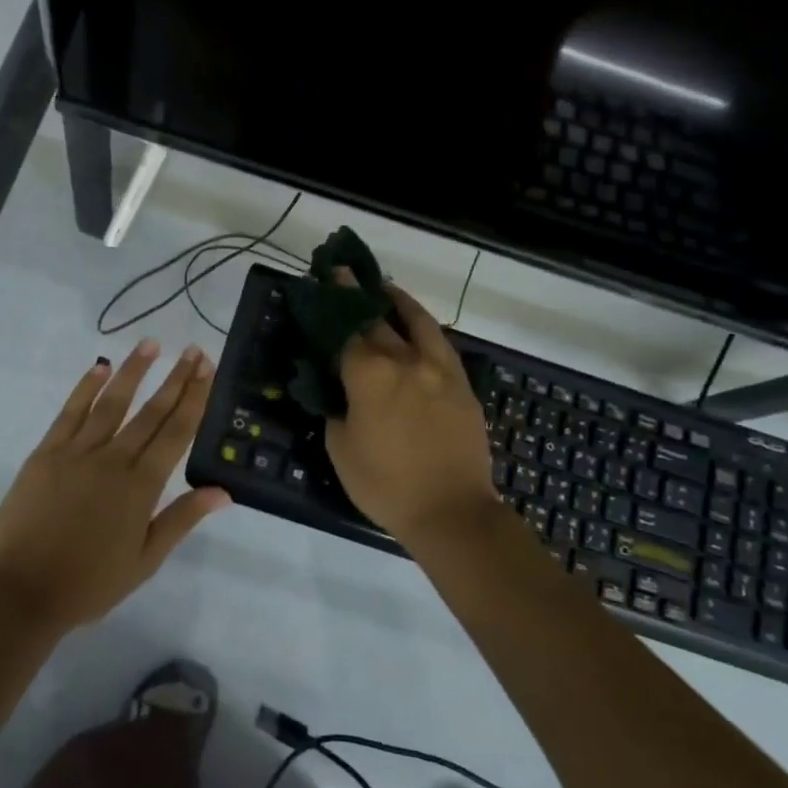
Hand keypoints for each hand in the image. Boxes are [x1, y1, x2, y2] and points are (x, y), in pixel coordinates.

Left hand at [0, 339, 230, 637]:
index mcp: (141, 486)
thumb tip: (223, 491)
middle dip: (176, 378)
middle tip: (194, 350)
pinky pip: (70, 412)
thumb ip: (182, 519)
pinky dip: (85, 388)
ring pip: (112, 402)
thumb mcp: (145, 560)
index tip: (207, 369)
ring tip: (151, 344)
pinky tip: (99, 367)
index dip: (194, 398)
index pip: (176, 432)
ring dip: (133, 371)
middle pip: (151, 411)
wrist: (22, 592)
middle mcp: (114, 459)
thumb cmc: (89, 583)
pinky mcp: (46, 453)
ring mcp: (77, 452)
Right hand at [325, 277, 499, 548]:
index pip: (345, 329)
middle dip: (358, 296)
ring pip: (418, 322)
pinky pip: (440, 344)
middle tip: (346, 277)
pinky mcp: (461, 384)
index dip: (332, 305)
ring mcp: (439, 369)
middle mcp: (405, 360)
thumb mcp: (340, 448)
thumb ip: (335, 408)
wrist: (451, 510)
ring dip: (399, 302)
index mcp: (370, 374)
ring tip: (385, 290)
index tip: (325, 279)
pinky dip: (424, 328)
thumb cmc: (385, 484)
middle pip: (378, 319)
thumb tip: (337, 388)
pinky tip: (417, 329)